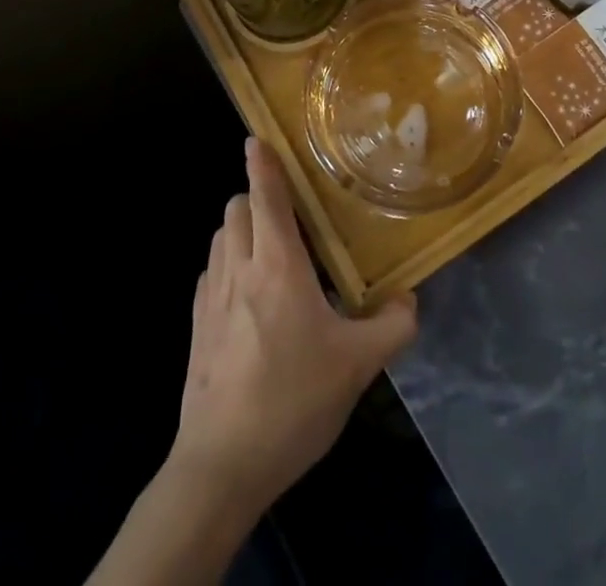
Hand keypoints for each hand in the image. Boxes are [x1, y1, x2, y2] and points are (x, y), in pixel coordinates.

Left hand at [168, 137, 417, 520]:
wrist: (220, 467)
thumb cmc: (292, 402)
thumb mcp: (357, 366)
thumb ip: (392, 326)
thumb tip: (410, 299)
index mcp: (277, 266)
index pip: (265, 197)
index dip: (262, 163)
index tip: (257, 137)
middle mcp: (239, 269)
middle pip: (236, 208)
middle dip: (257, 198)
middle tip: (290, 215)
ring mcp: (210, 298)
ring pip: (220, 237)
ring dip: (241, 229)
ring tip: (271, 252)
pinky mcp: (195, 327)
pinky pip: (210, 272)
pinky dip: (227, 263)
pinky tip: (248, 297)